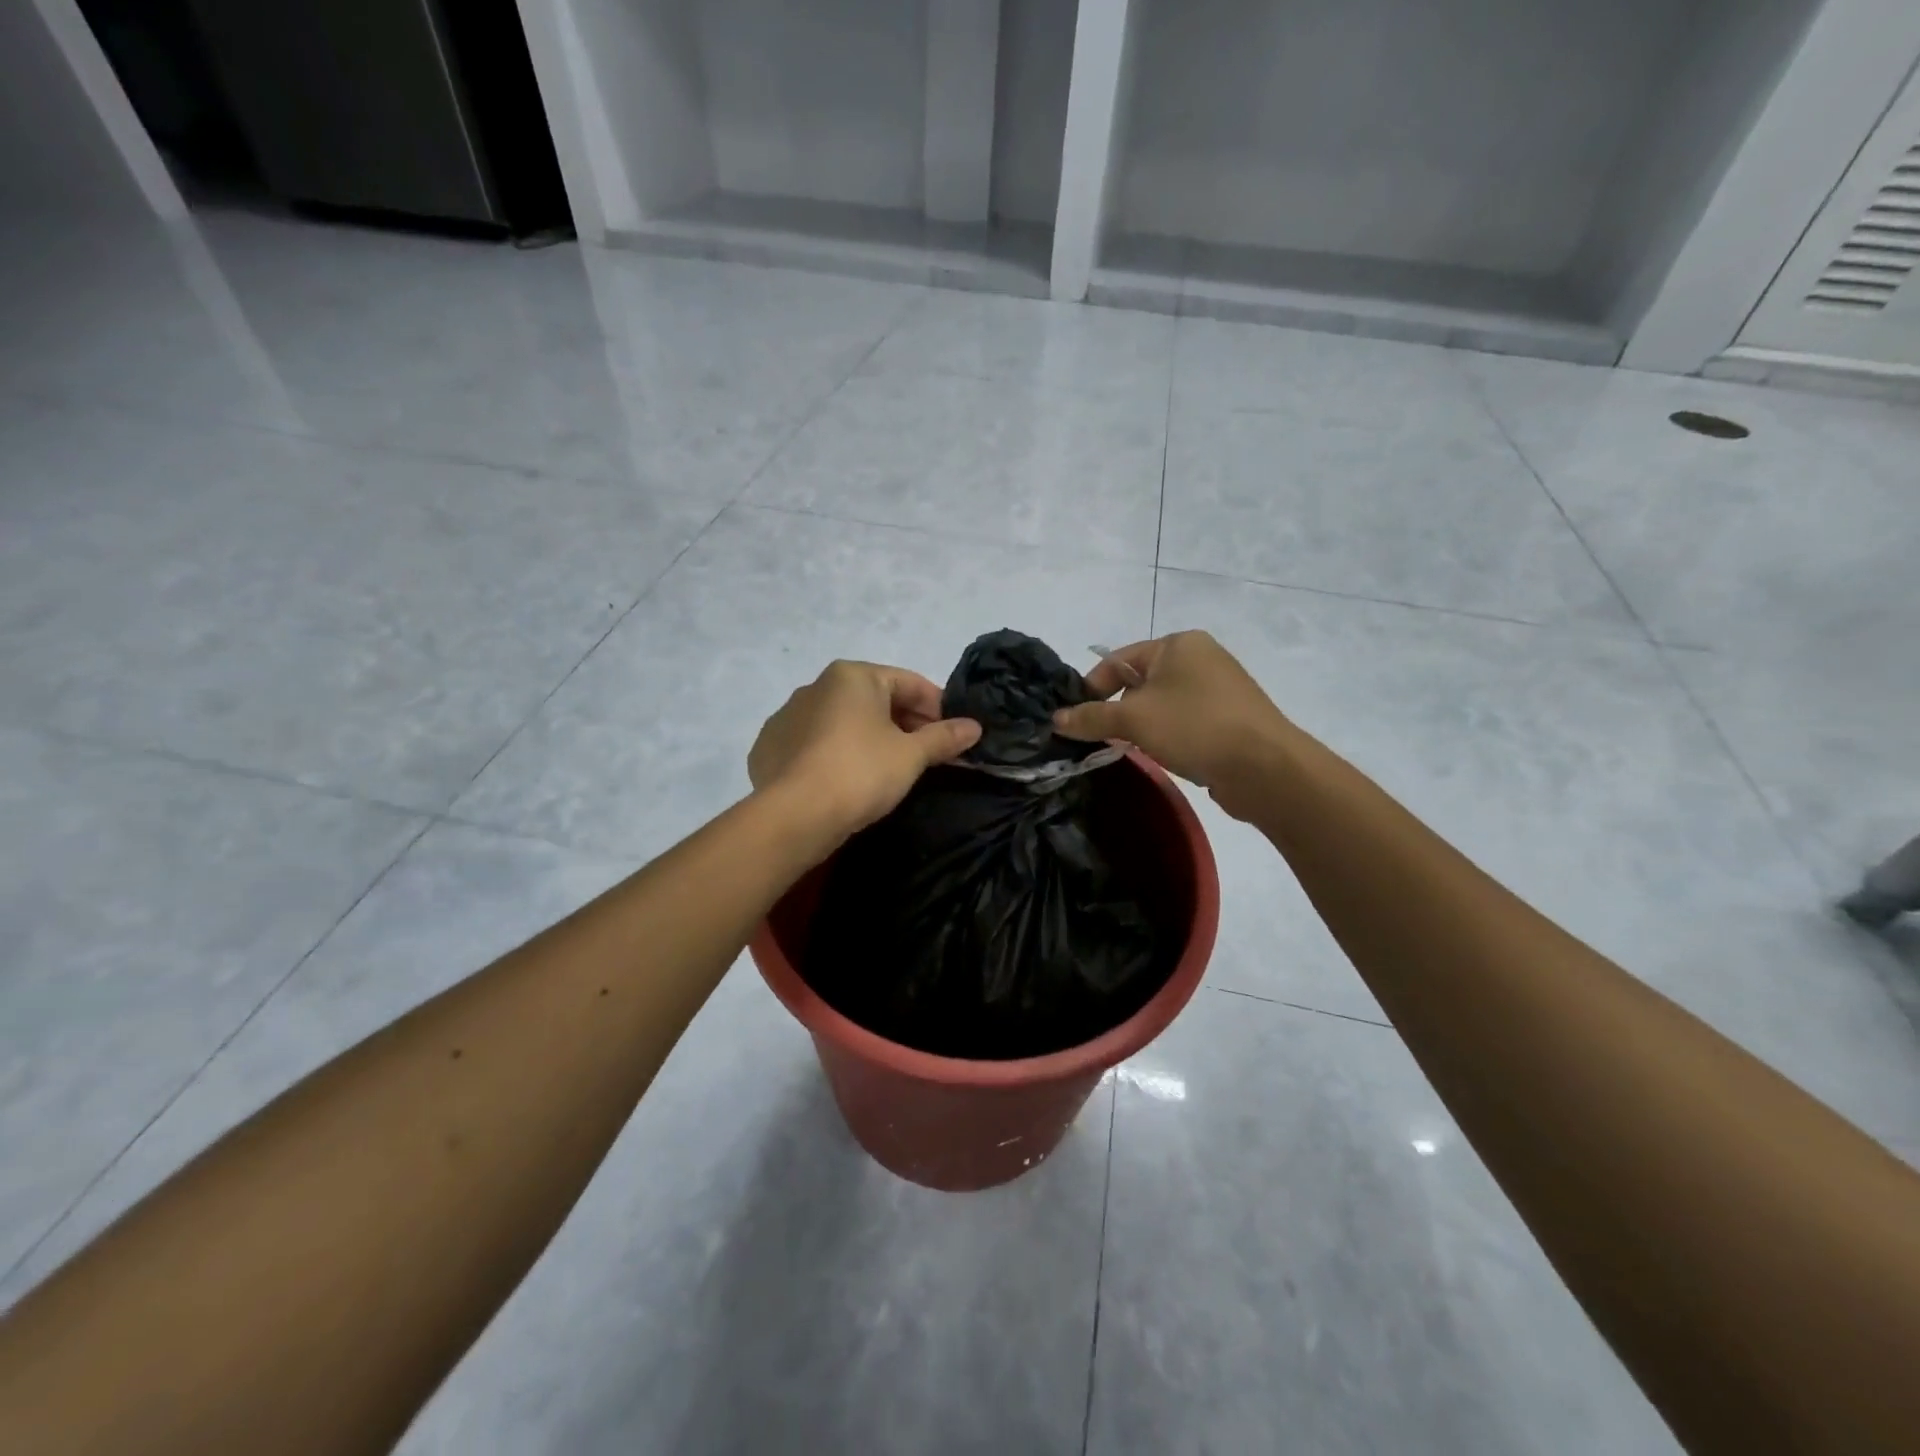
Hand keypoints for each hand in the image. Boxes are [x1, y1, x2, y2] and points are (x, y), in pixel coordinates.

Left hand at [749, 661, 981, 838]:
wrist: (793, 816)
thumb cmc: (860, 773)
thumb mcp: (911, 755)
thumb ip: (944, 737)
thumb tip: (975, 727)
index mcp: (852, 676)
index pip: (909, 683)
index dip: (938, 708)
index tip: (955, 735)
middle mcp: (816, 686)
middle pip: (875, 700)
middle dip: (905, 724)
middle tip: (929, 755)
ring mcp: (787, 716)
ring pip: (843, 722)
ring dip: (872, 738)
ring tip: (892, 770)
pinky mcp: (770, 748)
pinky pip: (816, 744)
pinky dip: (839, 754)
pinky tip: (850, 781)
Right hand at [1052, 632, 1292, 820]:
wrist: (1264, 767)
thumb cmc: (1194, 727)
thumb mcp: (1133, 719)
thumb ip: (1091, 717)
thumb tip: (1056, 719)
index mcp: (1178, 644)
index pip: (1119, 660)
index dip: (1092, 688)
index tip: (1076, 719)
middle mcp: (1200, 658)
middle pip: (1139, 682)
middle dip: (1117, 710)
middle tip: (1101, 738)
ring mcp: (1218, 688)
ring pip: (1161, 704)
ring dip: (1142, 726)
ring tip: (1133, 749)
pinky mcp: (1229, 717)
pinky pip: (1184, 720)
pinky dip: (1167, 735)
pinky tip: (1164, 755)